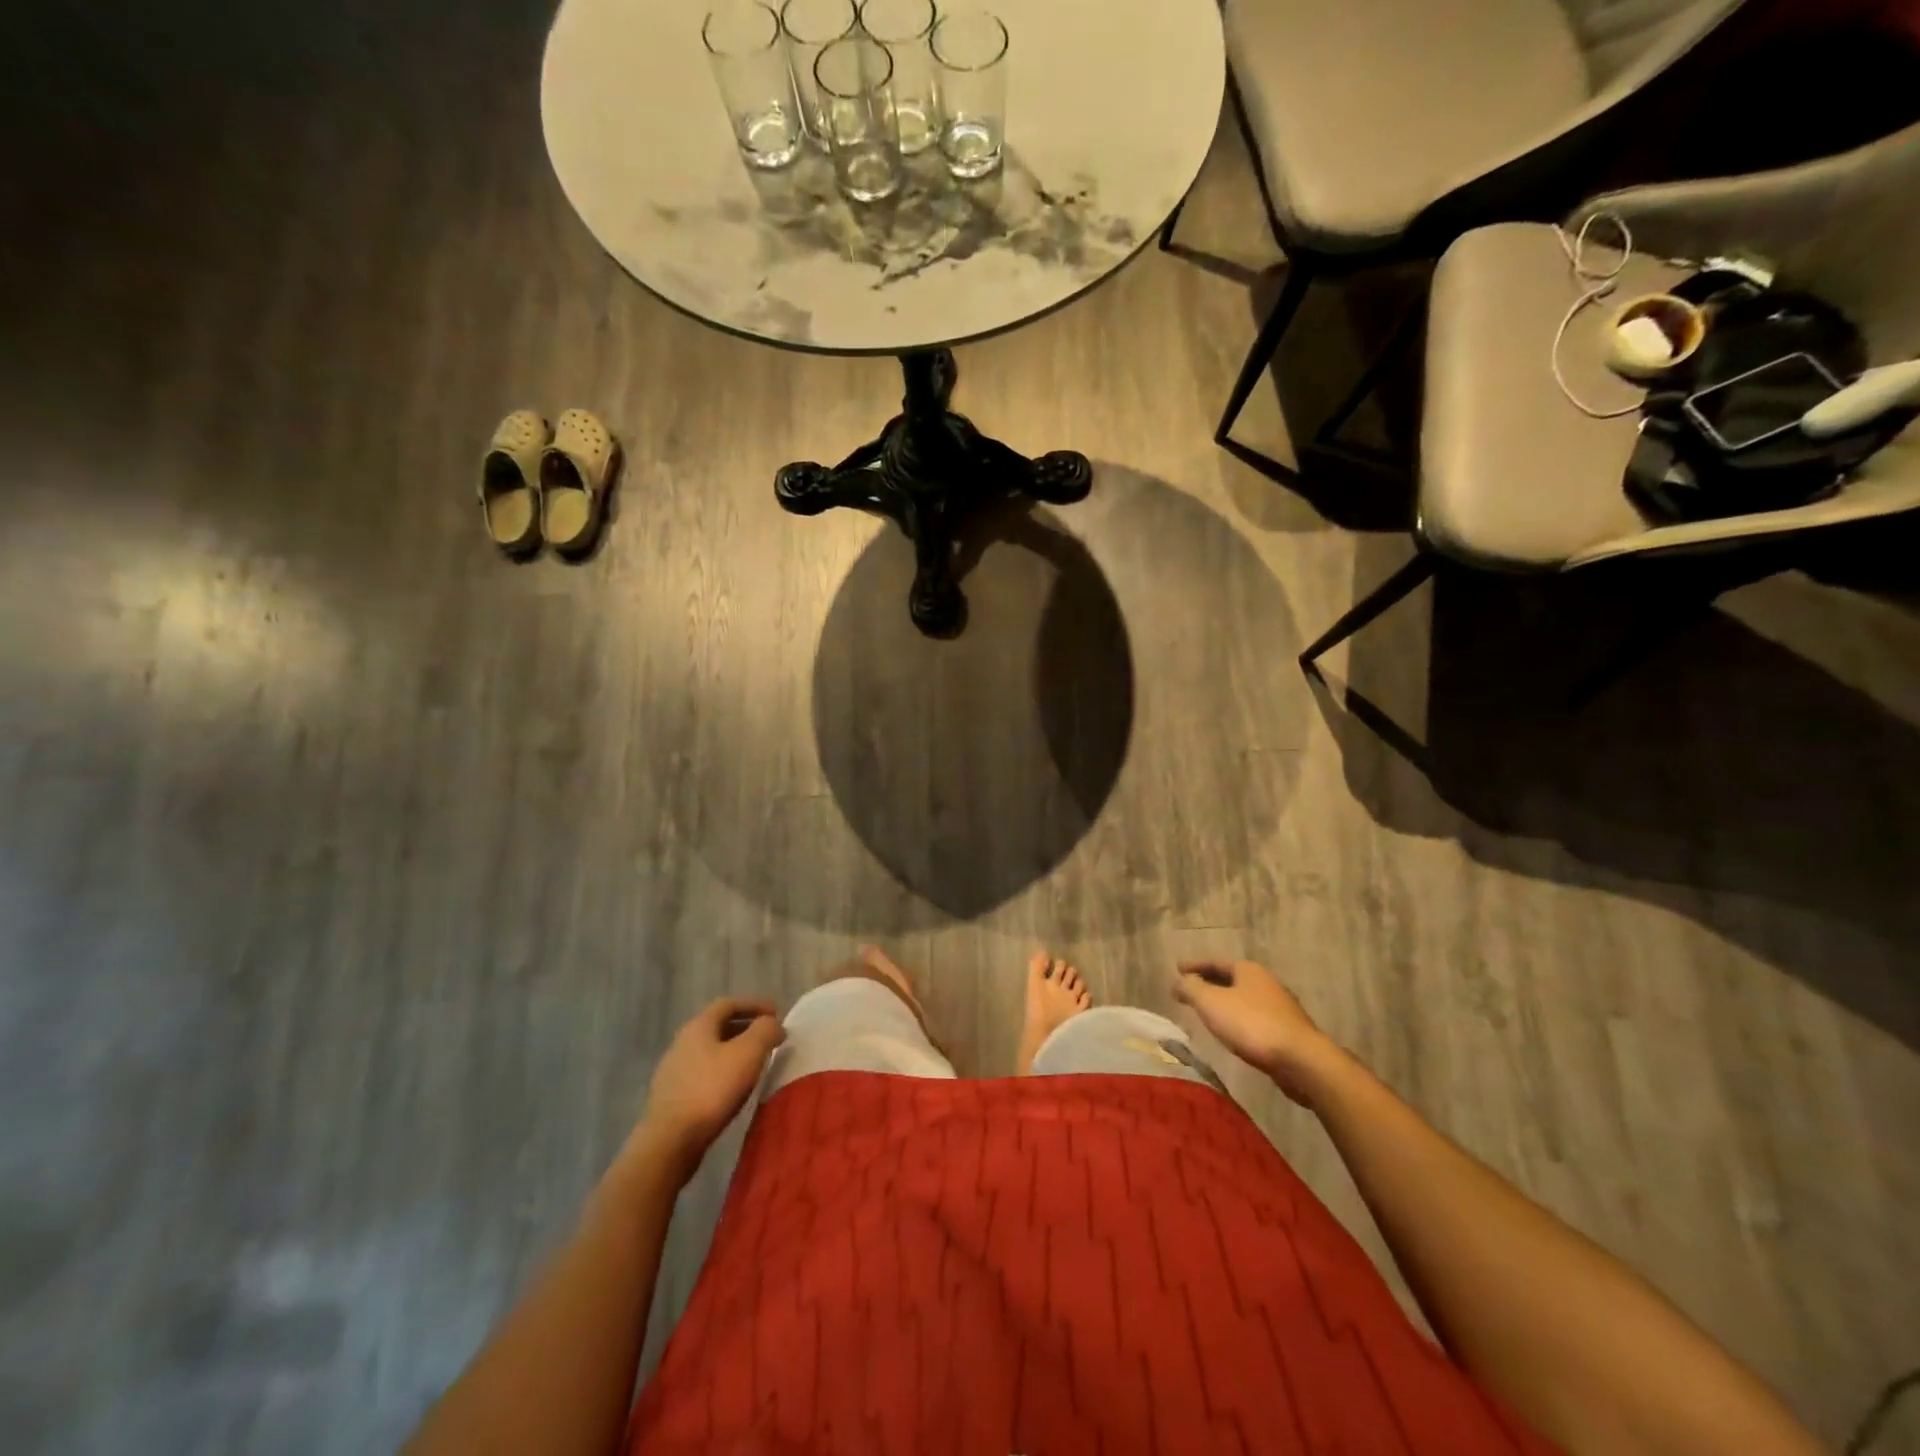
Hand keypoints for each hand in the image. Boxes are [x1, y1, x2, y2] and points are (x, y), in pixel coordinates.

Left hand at [635, 998, 785, 1179]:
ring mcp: (674, 1071)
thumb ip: (765, 1031)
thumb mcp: (748, 1053)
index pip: (729, 1003)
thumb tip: (773, 1024)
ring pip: (711, 1051)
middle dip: (746, 1028)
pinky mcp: (673, 1097)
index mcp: (699, 1026)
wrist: (669, 1142)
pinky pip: (704, 1073)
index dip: (755, 1004)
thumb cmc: (712, 1089)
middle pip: (718, 1026)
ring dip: (735, 1052)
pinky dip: (724, 1072)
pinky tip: (735, 1089)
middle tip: (769, 1039)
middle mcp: (682, 1042)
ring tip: (756, 1064)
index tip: (777, 1014)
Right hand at [1173, 961, 1338, 1104]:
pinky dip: (1238, 1019)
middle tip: (1190, 990)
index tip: (1177, 969)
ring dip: (1225, 1002)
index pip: (1215, 961)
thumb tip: (1179, 981)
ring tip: (1208, 1012)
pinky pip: (1254, 1018)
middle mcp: (1266, 982)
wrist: (1301, 1061)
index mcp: (1248, 970)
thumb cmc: (1251, 1024)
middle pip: (1231, 978)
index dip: (1194, 965)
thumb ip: (1191, 989)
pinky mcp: (1288, 1031)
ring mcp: (1280, 1007)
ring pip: (1244, 999)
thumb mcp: (1211, 1003)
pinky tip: (1232, 1032)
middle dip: (1210, 983)